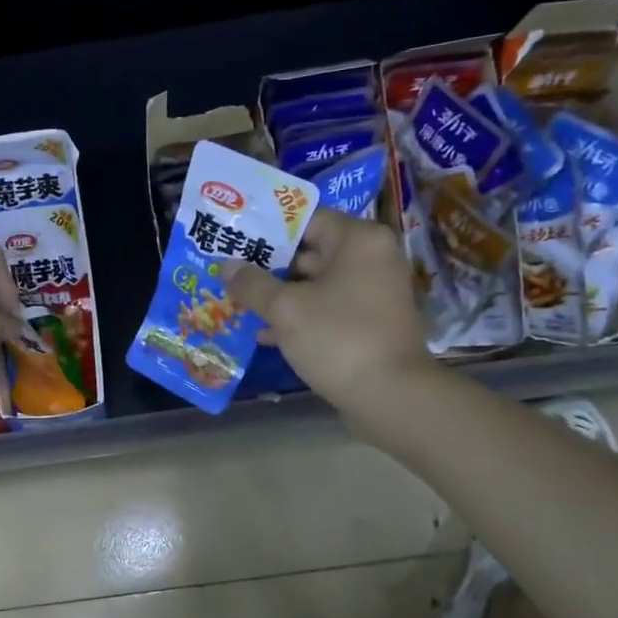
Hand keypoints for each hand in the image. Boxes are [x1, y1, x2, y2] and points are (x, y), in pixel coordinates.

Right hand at [227, 209, 436, 413]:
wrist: (390, 396)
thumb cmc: (338, 338)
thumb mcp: (285, 309)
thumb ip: (253, 284)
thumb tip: (226, 266)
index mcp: (358, 240)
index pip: (306, 220)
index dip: (268, 230)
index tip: (235, 241)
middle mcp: (371, 258)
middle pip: (310, 252)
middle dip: (269, 266)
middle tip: (230, 273)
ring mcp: (373, 293)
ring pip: (316, 285)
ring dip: (280, 295)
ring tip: (238, 303)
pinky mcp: (370, 323)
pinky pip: (327, 309)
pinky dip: (300, 317)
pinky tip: (265, 335)